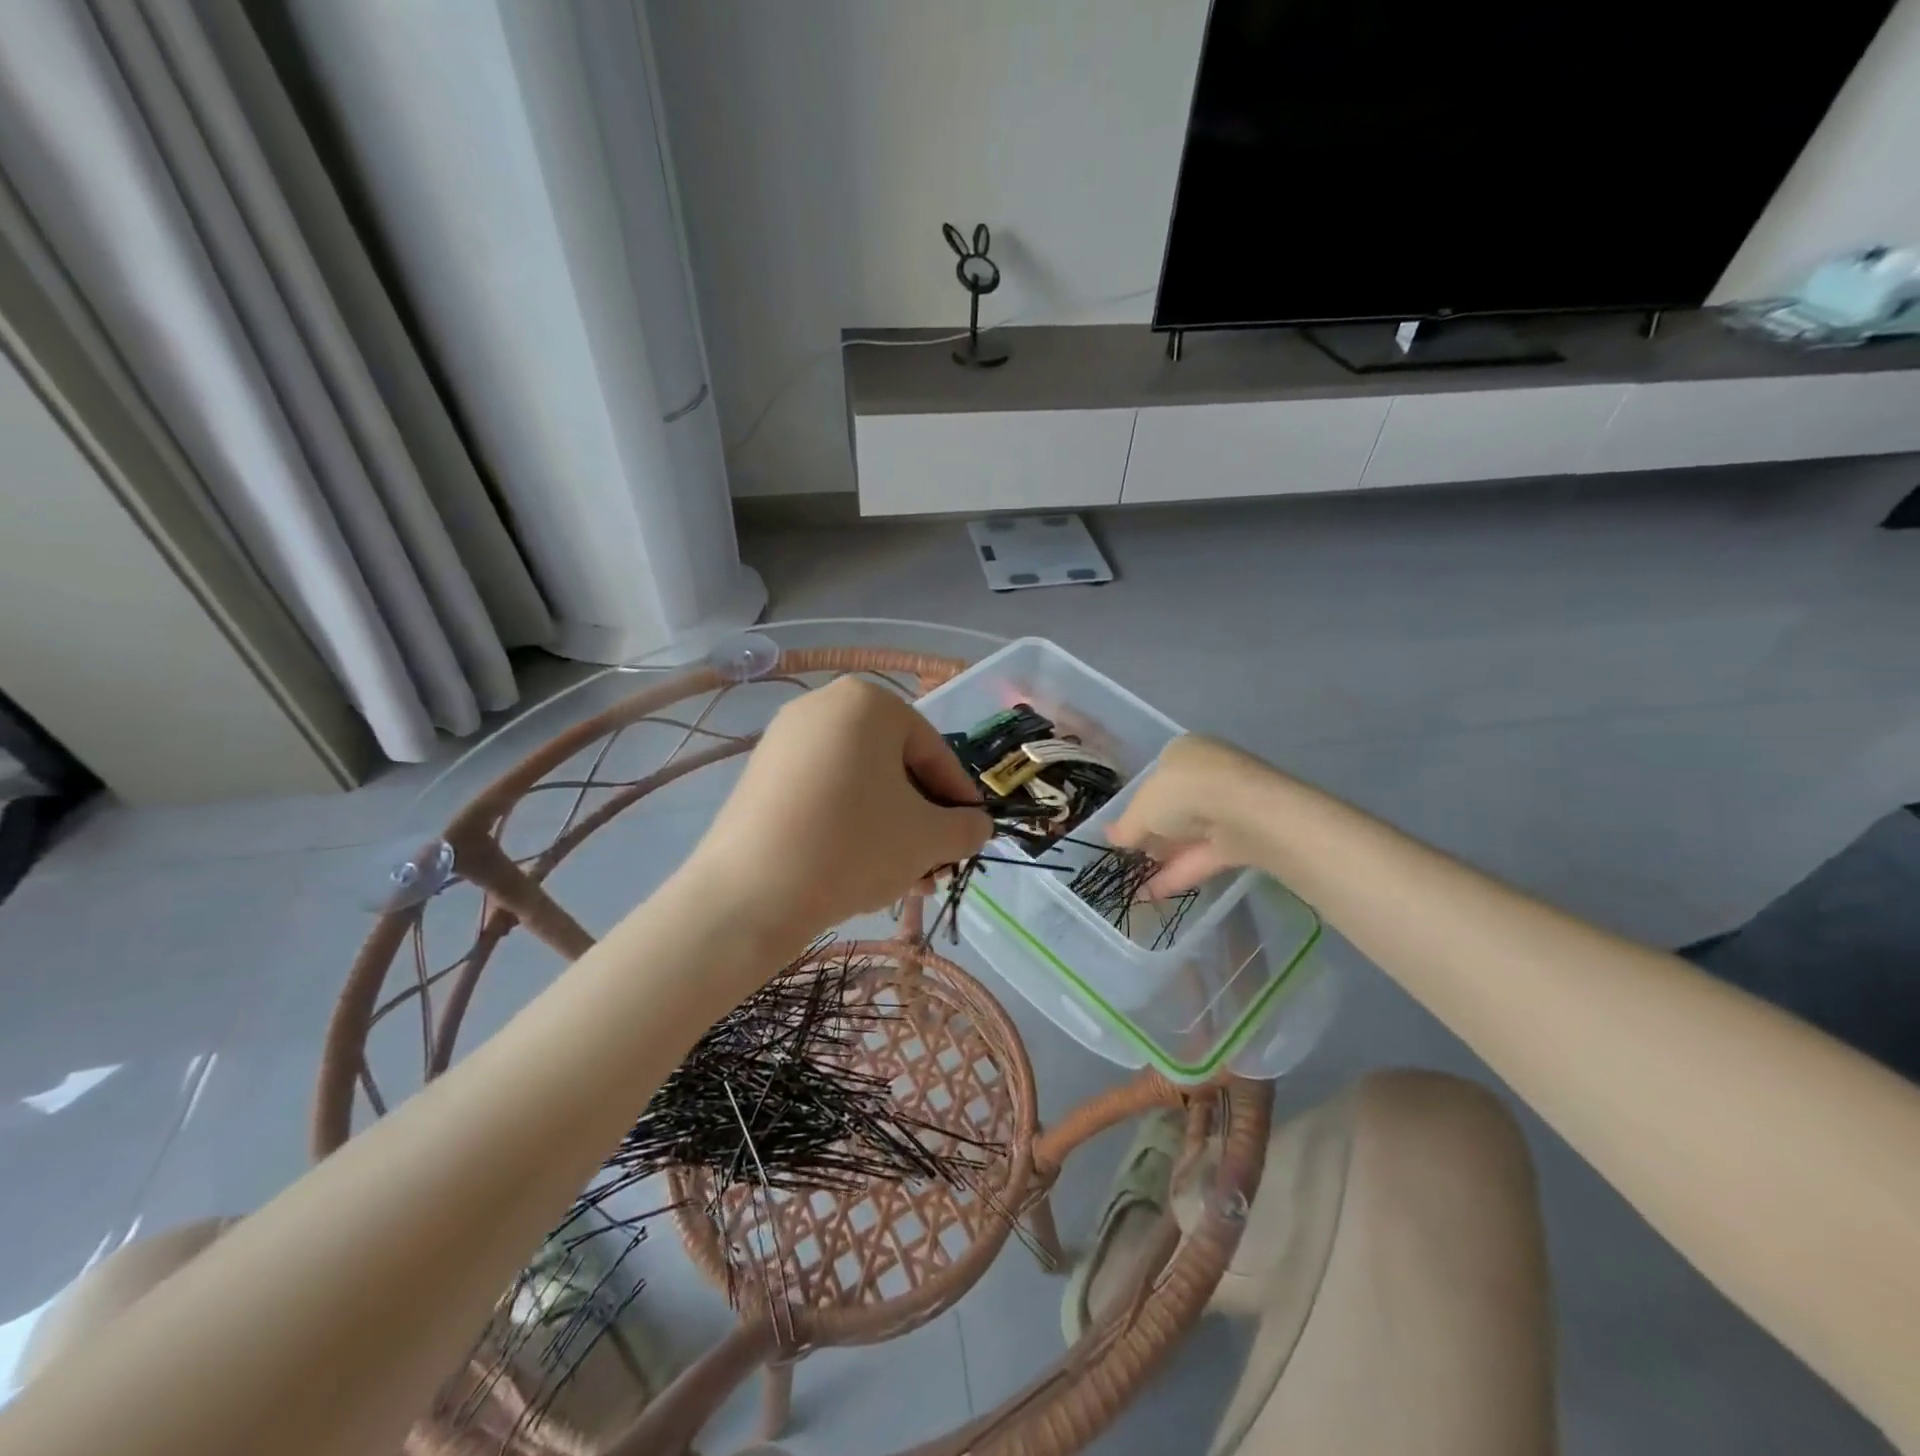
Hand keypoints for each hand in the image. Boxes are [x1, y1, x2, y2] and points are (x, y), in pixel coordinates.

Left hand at [687, 677, 990, 933]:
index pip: (934, 751)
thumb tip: (976, 826)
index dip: (958, 799)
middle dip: (921, 820)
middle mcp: (824, 705)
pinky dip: (849, 824)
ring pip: (860, 784)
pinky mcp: (760, 774)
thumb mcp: (928, 838)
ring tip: (904, 880)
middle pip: (894, 767)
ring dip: (890, 829)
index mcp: (869, 701)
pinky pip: (823, 792)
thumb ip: (966, 827)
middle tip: (935, 866)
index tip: (970, 837)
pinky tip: (860, 869)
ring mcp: (786, 739)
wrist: (749, 894)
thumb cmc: (853, 846)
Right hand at [1106, 735, 1279, 895]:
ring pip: (1191, 834)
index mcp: (1184, 752)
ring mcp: (1229, 807)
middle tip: (1130, 856)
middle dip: (1154, 833)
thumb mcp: (1141, 808)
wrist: (1245, 812)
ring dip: (1165, 857)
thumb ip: (1126, 826)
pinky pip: (1204, 856)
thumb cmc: (1183, 792)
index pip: (1158, 777)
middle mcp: (1208, 774)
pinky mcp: (1243, 839)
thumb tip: (1110, 837)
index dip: (1139, 804)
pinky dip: (1178, 874)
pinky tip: (1151, 895)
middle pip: (1176, 807)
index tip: (1125, 829)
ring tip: (1135, 881)